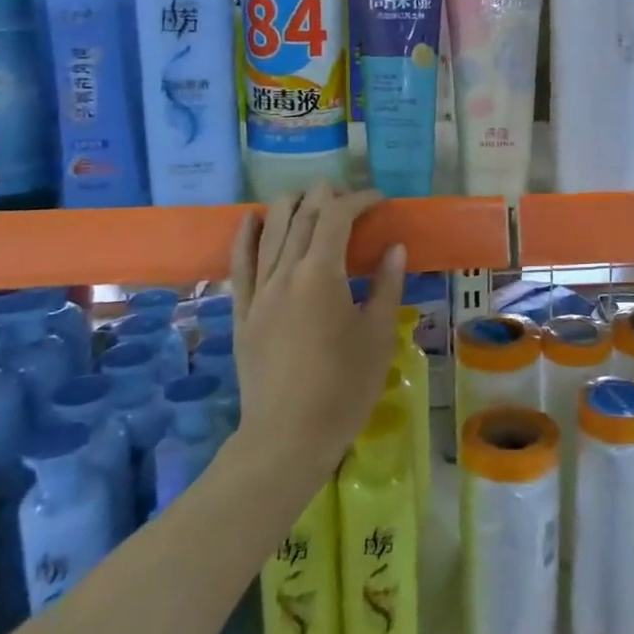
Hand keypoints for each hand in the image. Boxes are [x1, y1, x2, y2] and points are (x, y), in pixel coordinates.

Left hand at [228, 183, 407, 479]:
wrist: (287, 437)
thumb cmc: (344, 388)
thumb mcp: (377, 336)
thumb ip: (386, 286)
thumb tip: (394, 248)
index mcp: (320, 274)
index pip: (336, 216)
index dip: (359, 200)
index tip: (380, 201)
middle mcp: (284, 272)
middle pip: (302, 215)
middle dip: (328, 196)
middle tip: (353, 200)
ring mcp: (258, 291)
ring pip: (270, 230)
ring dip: (292, 205)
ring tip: (313, 200)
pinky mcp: (242, 312)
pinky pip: (239, 263)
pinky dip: (247, 235)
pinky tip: (253, 218)